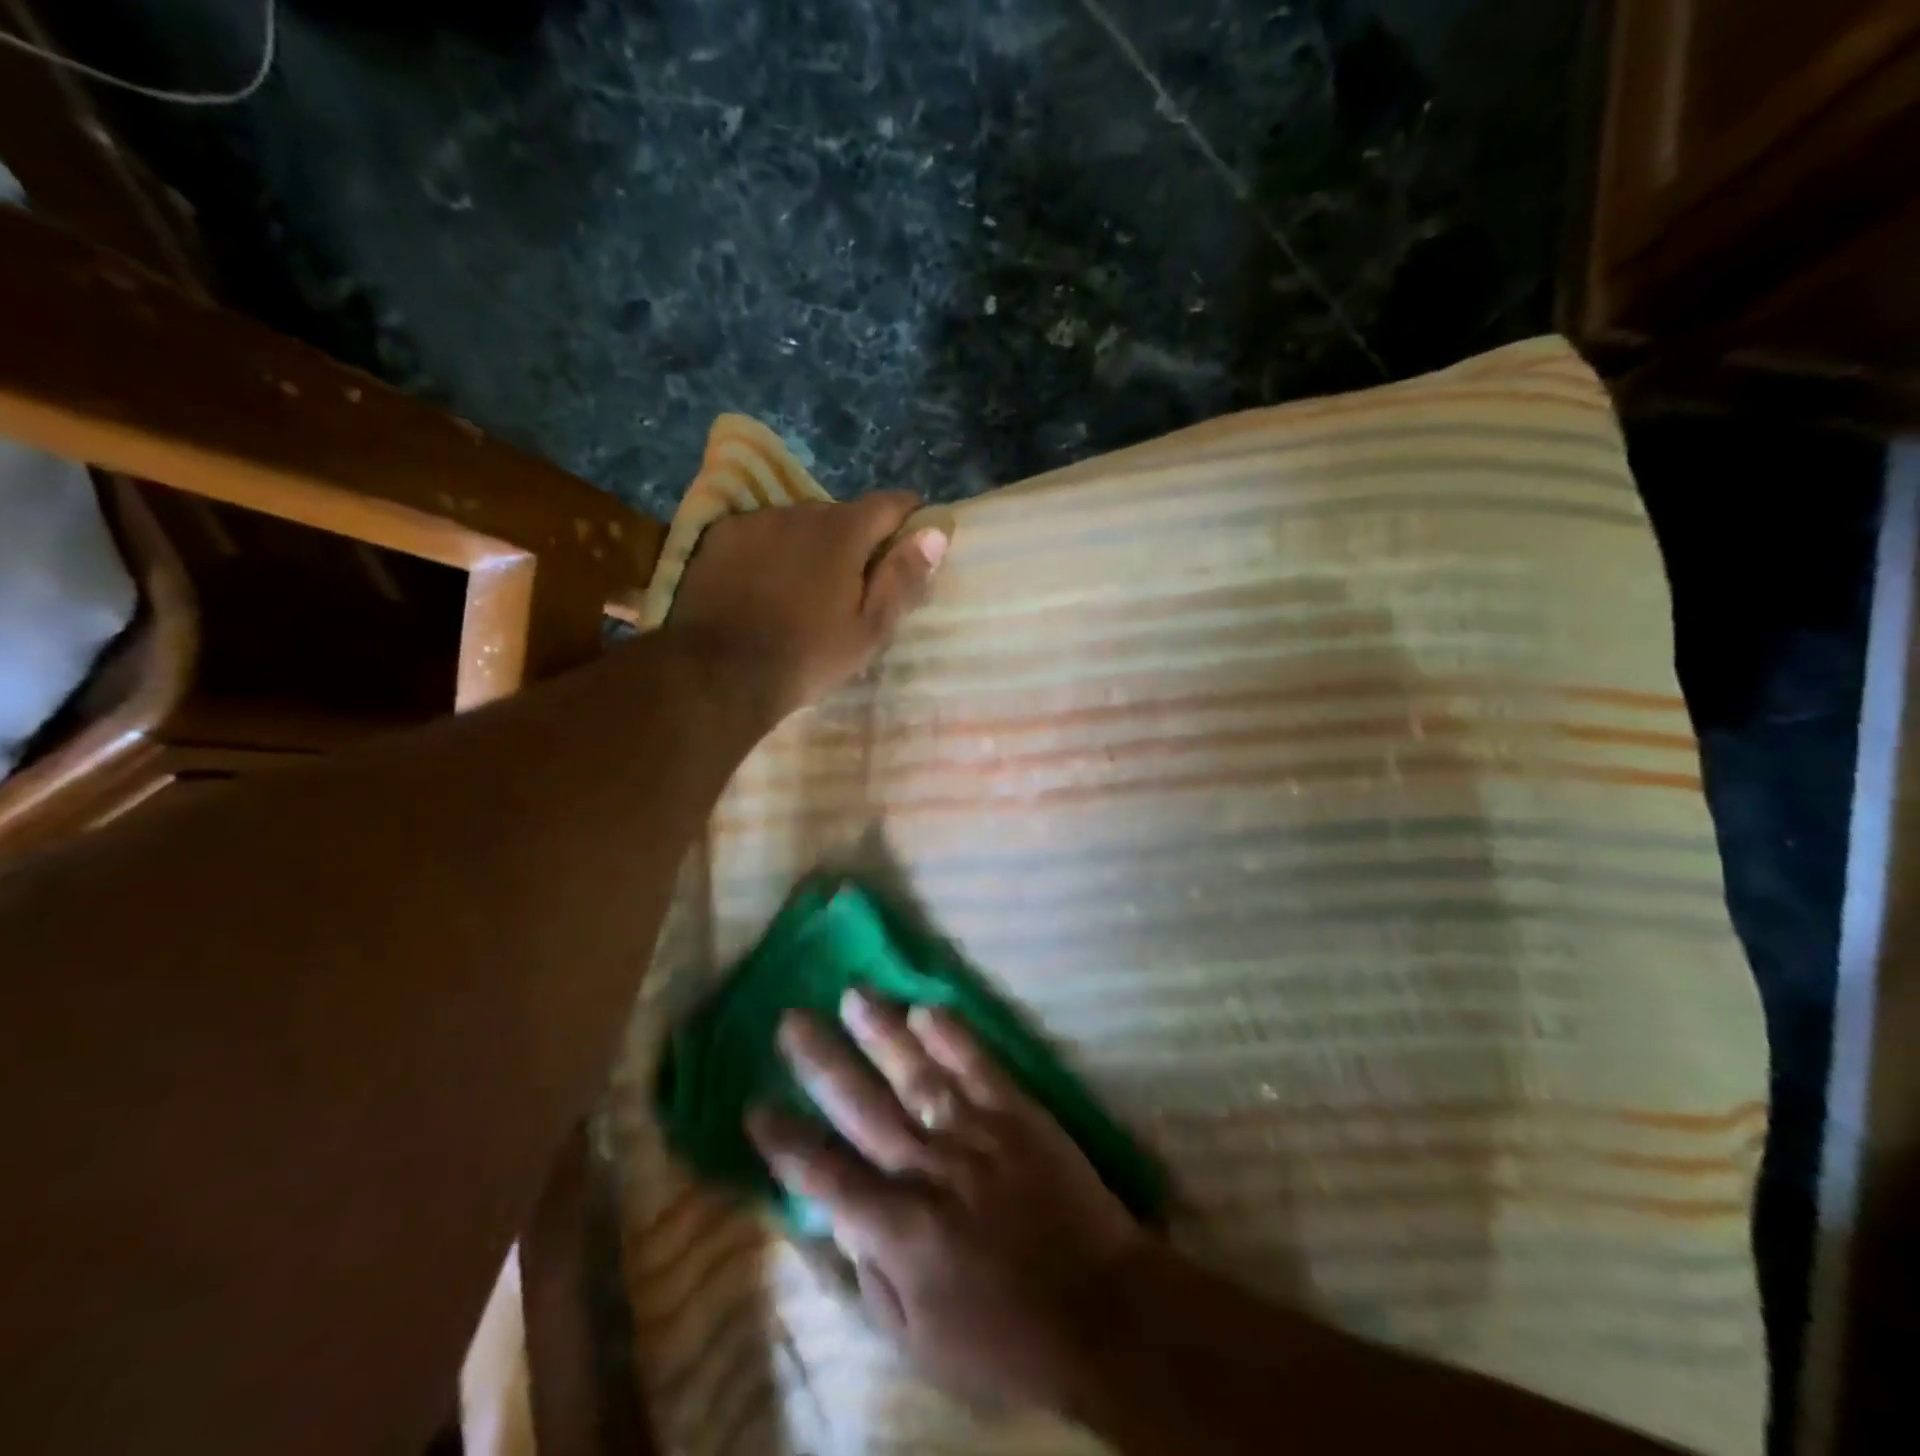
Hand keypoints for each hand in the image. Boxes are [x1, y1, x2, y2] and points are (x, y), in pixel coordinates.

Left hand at [669, 492, 947, 721]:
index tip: (911, 543)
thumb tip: (935, 533)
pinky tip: (763, 585)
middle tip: (852, 584)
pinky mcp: (718, 536)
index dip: (908, 520)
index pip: (890, 503)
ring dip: (810, 545)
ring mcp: (755, 521)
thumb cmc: (808, 656)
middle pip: (842, 514)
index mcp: (843, 531)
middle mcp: (800, 512)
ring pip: (798, 523)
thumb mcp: (869, 629)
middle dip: (854, 540)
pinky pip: (759, 533)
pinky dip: (770, 551)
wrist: (719, 673)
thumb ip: (903, 577)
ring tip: (802, 588)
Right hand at [747, 991, 1146, 1410]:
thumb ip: (871, 1279)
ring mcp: (977, 1135)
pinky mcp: (1019, 1114)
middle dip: (824, 1063)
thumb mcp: (919, 1343)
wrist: (1102, 1311)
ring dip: (883, 1032)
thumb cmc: (1005, 1340)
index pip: (827, 1177)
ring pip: (918, 1074)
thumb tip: (839, 1219)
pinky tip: (926, 1007)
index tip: (755, 1106)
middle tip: (792, 1020)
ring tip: (853, 994)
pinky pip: (980, 1066)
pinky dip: (952, 1036)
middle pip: (865, 1108)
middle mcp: (931, 1171)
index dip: (787, 1142)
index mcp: (901, 1231)